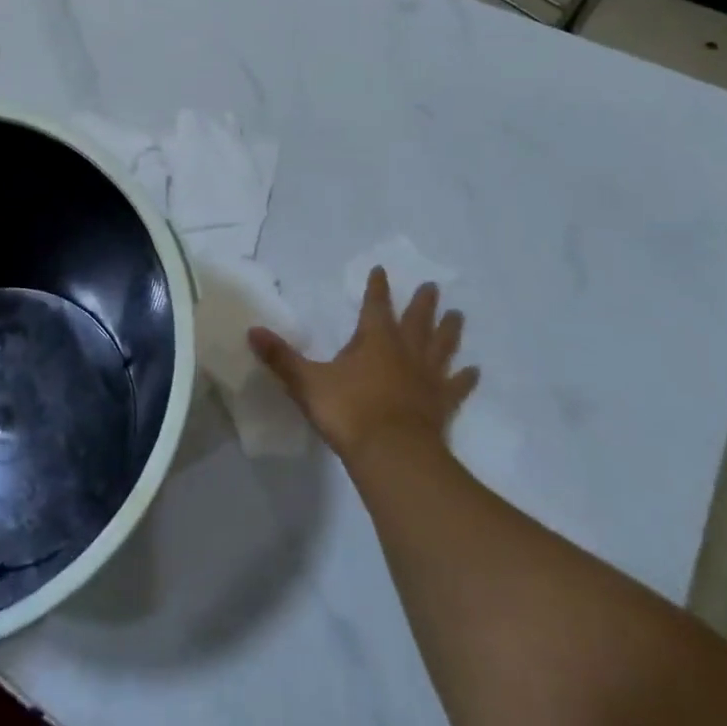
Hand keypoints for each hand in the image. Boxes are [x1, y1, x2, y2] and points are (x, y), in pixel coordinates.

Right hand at [249, 267, 477, 464]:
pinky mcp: (441, 406)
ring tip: (458, 315)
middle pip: (416, 320)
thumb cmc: (349, 412)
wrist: (393, 455)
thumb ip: (281, 358)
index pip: (375, 305)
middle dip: (422, 302)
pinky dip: (465, 378)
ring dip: (448, 331)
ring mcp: (427, 379)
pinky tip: (474, 371)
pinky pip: (456, 387)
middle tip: (432, 285)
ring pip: (441, 347)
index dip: (377, 288)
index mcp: (374, 340)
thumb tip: (251, 331)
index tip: (381, 270)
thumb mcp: (307, 383)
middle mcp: (404, 352)